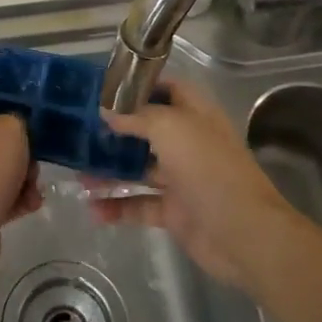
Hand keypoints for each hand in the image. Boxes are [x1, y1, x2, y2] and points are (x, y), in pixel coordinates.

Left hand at [0, 85, 39, 275]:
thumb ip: (18, 119)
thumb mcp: (10, 128)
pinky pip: (0, 193)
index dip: (7, 92)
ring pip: (1, 165)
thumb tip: (14, 130)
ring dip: (24, 175)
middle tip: (37, 154)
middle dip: (23, 144)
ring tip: (34, 187)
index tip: (33, 102)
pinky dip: (16, 198)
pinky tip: (30, 205)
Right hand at [92, 81, 296, 287]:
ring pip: (139, 169)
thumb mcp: (171, 129)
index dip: (139, 87)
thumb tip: (106, 111)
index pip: (167, 89)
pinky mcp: (175, 212)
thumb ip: (137, 117)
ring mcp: (182, 179)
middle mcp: (188, 143)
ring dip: (110, 171)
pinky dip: (117, 207)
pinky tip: (92, 209)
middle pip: (148, 129)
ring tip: (77, 173)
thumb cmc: (209, 169)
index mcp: (196, 115)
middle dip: (116, 130)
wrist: (244, 235)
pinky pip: (140, 205)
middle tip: (80, 131)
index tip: (104, 90)